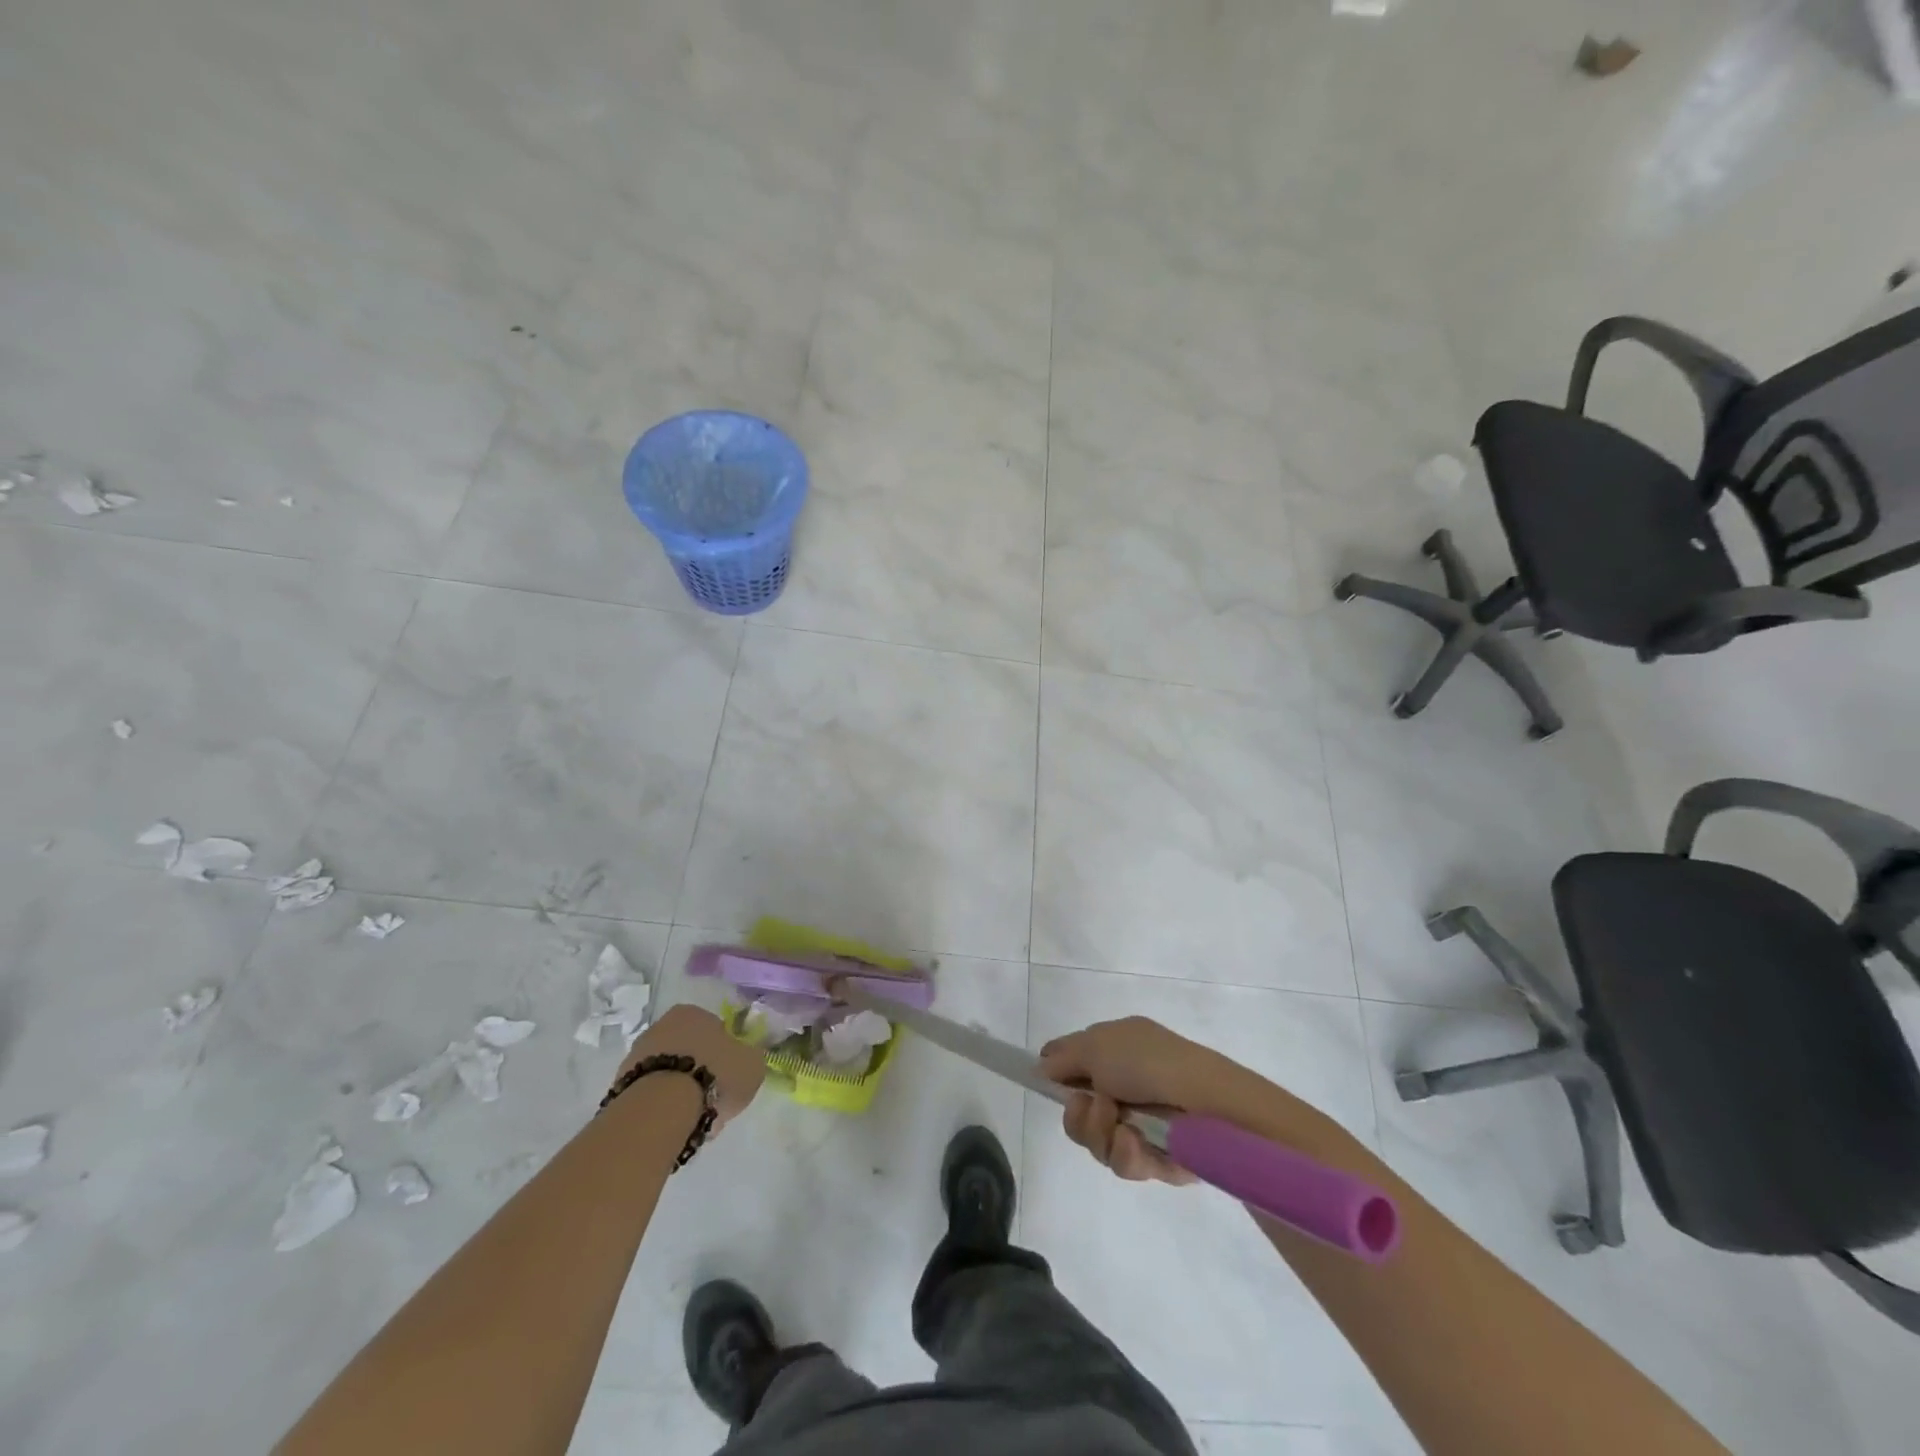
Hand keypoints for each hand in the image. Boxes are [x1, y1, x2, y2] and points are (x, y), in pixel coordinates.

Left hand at [622, 1004, 764, 1130]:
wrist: (661, 1108)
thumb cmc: (714, 1075)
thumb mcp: (752, 1064)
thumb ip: (749, 1057)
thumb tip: (744, 1059)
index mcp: (692, 1012)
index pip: (714, 1030)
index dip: (725, 1054)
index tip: (730, 1076)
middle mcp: (661, 1026)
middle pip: (689, 1051)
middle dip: (701, 1072)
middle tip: (713, 1100)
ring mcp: (635, 1056)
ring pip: (668, 1074)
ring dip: (680, 1092)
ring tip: (694, 1120)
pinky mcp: (619, 1086)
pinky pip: (651, 1095)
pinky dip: (662, 1108)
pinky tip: (674, 1126)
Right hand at [1039, 1017, 1298, 1185]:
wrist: (1206, 1104)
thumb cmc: (1149, 1063)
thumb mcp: (1097, 1045)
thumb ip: (1063, 1057)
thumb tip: (1041, 1066)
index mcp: (1116, 1048)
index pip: (1073, 1061)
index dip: (1056, 1074)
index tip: (1045, 1084)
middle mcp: (1125, 1084)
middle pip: (1077, 1111)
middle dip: (1079, 1115)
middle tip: (1096, 1107)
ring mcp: (1140, 1122)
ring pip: (1096, 1141)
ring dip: (1101, 1134)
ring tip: (1123, 1127)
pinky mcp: (1156, 1157)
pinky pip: (1123, 1163)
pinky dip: (1126, 1154)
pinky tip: (1135, 1143)